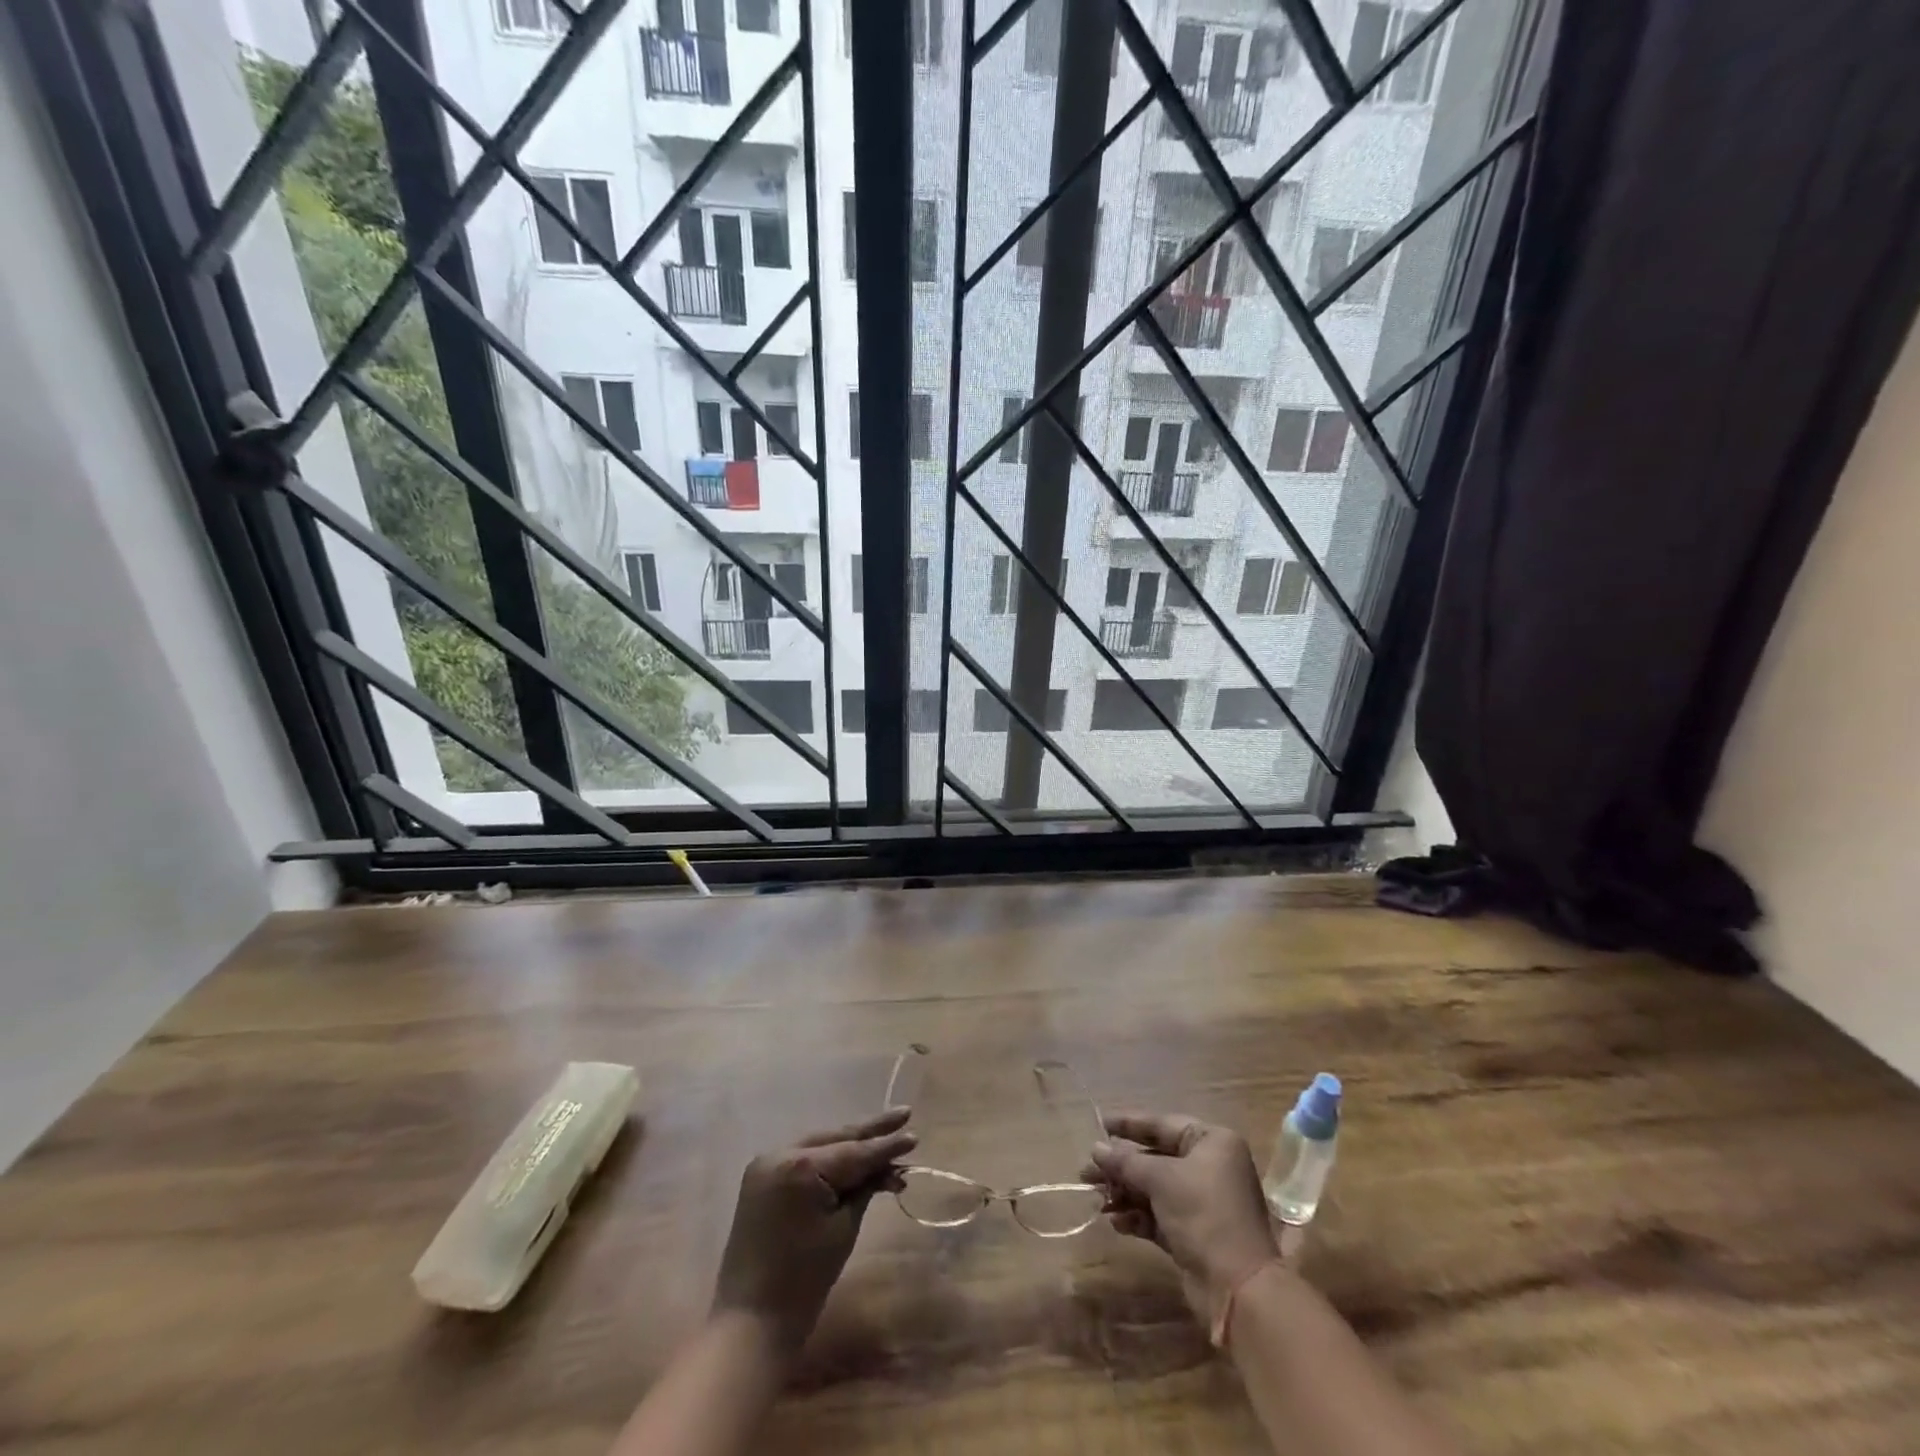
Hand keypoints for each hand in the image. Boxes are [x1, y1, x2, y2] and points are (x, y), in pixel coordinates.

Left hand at [711, 1108, 915, 1354]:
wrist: (751, 1321)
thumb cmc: (804, 1279)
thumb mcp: (844, 1228)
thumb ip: (866, 1188)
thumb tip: (890, 1166)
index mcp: (800, 1165)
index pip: (854, 1152)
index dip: (886, 1145)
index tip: (914, 1135)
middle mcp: (780, 1153)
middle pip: (835, 1138)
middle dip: (871, 1131)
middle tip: (904, 1115)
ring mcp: (766, 1163)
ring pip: (820, 1145)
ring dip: (851, 1145)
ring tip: (886, 1135)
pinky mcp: (762, 1178)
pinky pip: (803, 1159)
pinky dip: (829, 1159)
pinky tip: (853, 1156)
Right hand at [1085, 1112, 1277, 1322]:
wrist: (1239, 1289)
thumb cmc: (1204, 1215)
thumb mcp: (1161, 1180)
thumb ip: (1126, 1162)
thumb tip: (1096, 1148)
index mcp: (1212, 1143)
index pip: (1163, 1125)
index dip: (1129, 1124)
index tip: (1100, 1123)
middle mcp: (1210, 1167)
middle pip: (1156, 1159)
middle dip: (1121, 1166)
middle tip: (1087, 1171)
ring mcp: (1203, 1202)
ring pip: (1155, 1189)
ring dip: (1126, 1193)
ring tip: (1097, 1199)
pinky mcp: (1195, 1234)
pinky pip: (1160, 1215)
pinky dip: (1138, 1216)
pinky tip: (1116, 1221)